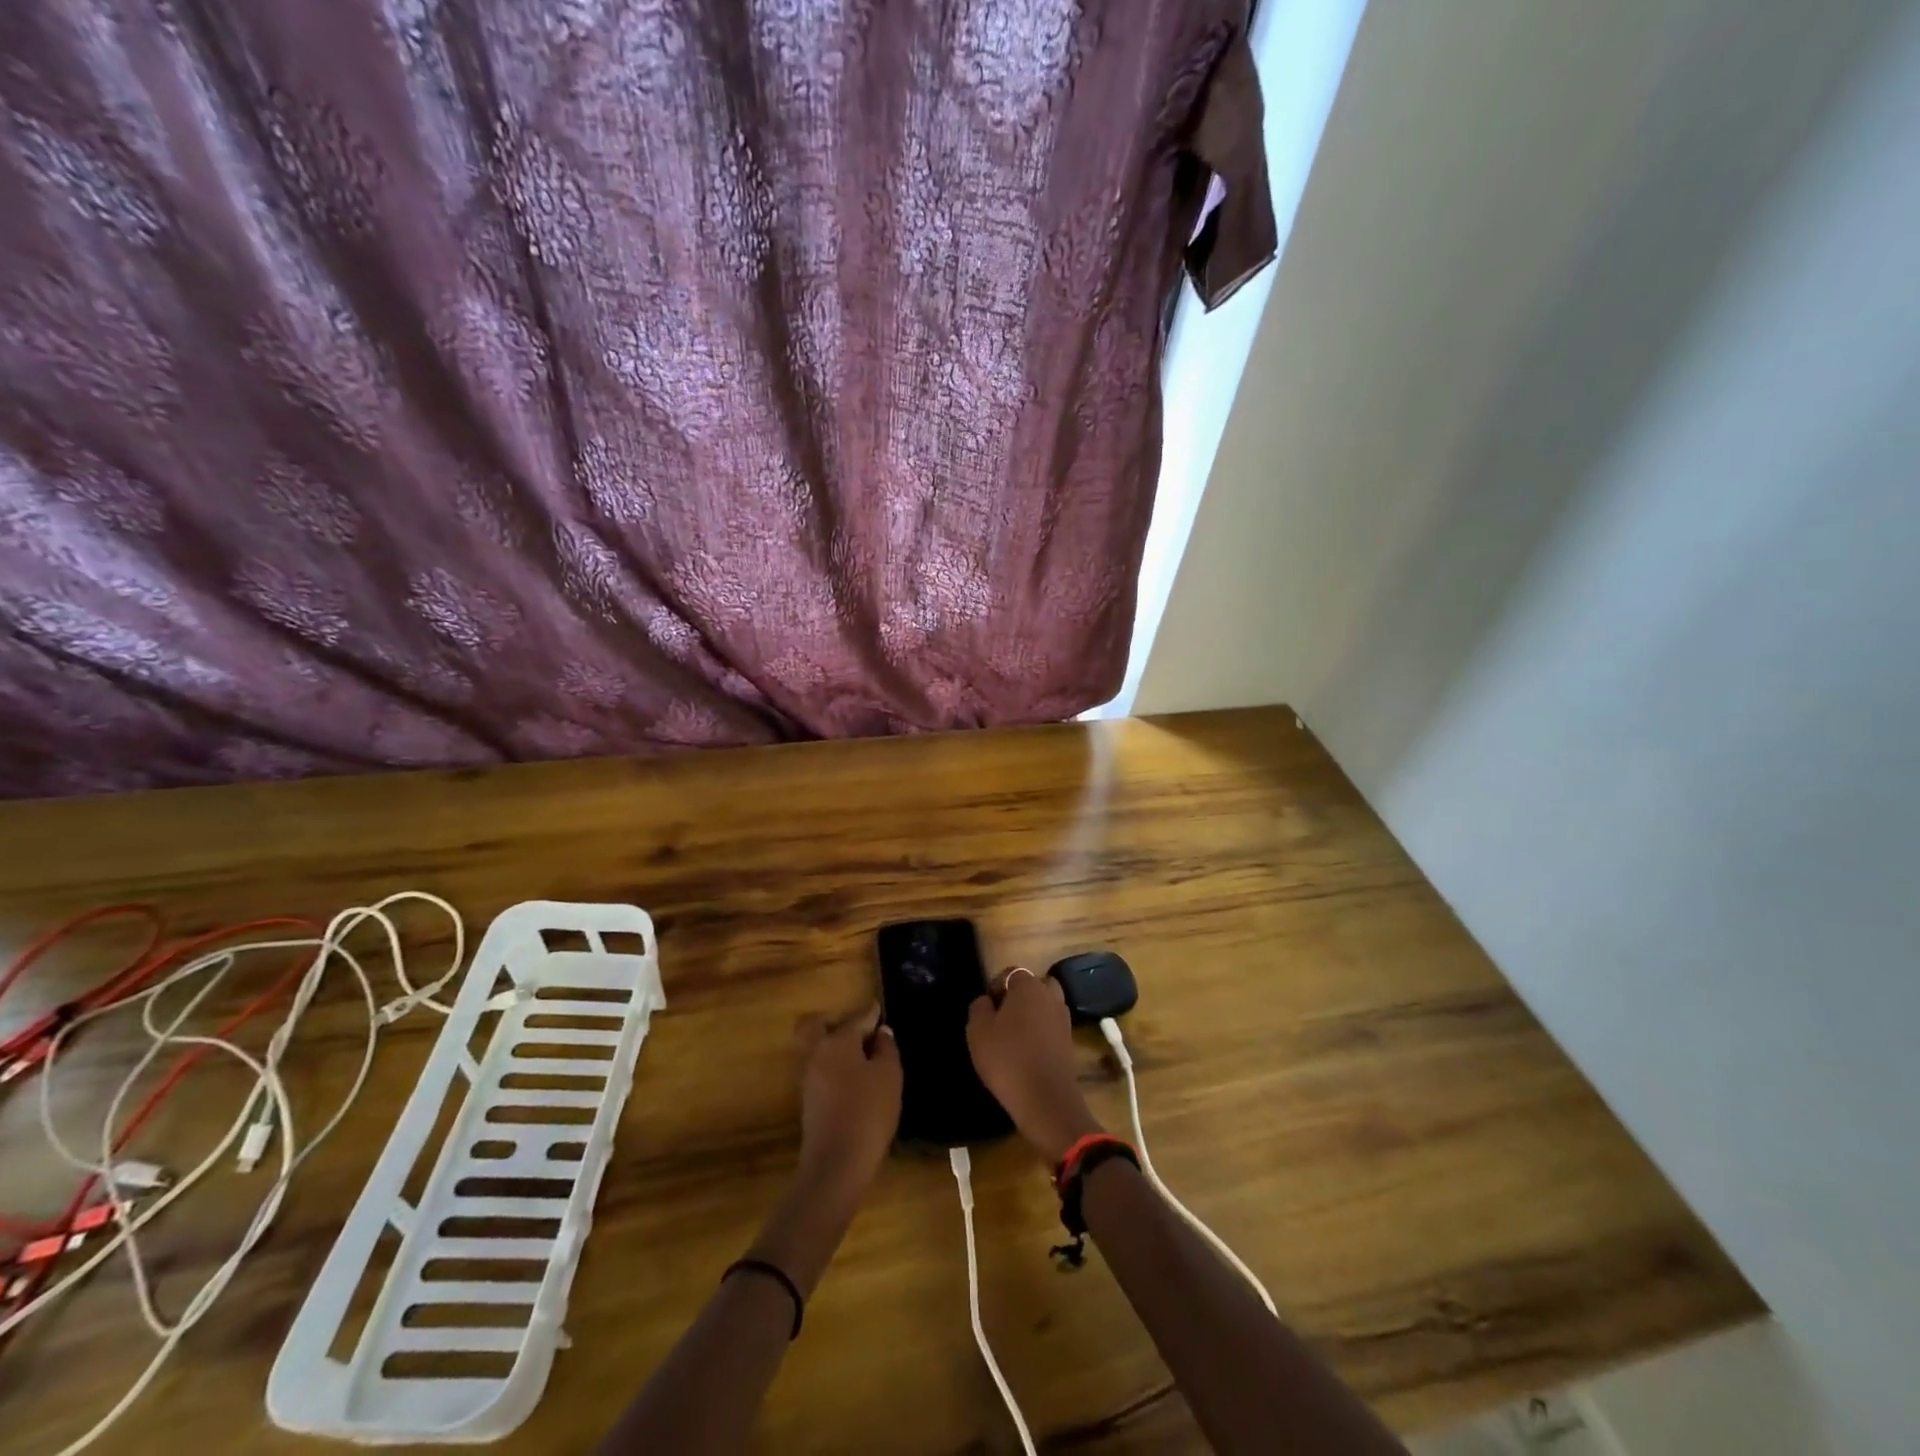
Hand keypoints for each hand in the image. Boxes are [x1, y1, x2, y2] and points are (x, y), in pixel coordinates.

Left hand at [795, 1004, 901, 1196]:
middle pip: (816, 1026)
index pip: (856, 1019)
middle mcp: (817, 1053)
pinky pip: (819, 1070)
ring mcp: (808, 1078)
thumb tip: (882, 1032)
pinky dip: (833, 1066)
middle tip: (858, 1029)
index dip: (871, 1013)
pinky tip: (852, 1078)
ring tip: (860, 1055)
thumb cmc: (868, 1111)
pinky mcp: (808, 1101)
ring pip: (816, 1049)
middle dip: (834, 1022)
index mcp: (837, 1042)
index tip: (879, 1007)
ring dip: (833, 1045)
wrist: (837, 1163)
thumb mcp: (889, 1076)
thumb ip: (886, 1049)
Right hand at [967, 968, 1104, 1164]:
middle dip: (1018, 997)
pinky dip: (1041, 1032)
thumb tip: (986, 1000)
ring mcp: (1064, 1018)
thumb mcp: (978, 1032)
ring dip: (1032, 1014)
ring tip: (1014, 1036)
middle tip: (1001, 1019)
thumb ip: (979, 1008)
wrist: (1045, 1100)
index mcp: (1029, 985)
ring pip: (1044, 1005)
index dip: (994, 988)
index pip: (1009, 974)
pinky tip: (1027, 1051)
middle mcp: (1051, 995)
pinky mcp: (1070, 1040)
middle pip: (1032, 986)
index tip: (985, 1011)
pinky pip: (1051, 1026)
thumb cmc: (1007, 1059)